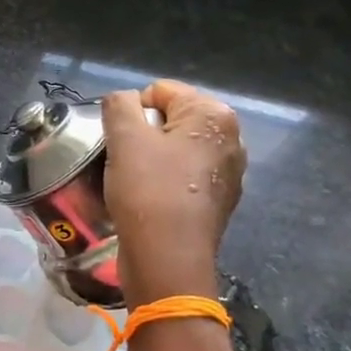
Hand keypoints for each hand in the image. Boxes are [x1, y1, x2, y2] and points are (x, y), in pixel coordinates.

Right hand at [103, 81, 244, 303]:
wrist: (168, 259)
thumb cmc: (148, 191)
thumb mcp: (124, 138)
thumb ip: (119, 104)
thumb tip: (124, 100)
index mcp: (214, 114)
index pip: (160, 91)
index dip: (133, 111)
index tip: (121, 141)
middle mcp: (231, 138)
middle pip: (172, 119)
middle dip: (144, 135)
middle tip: (126, 161)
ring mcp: (230, 172)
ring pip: (177, 149)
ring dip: (152, 159)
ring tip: (136, 183)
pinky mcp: (220, 201)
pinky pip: (184, 177)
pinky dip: (166, 182)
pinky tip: (151, 201)